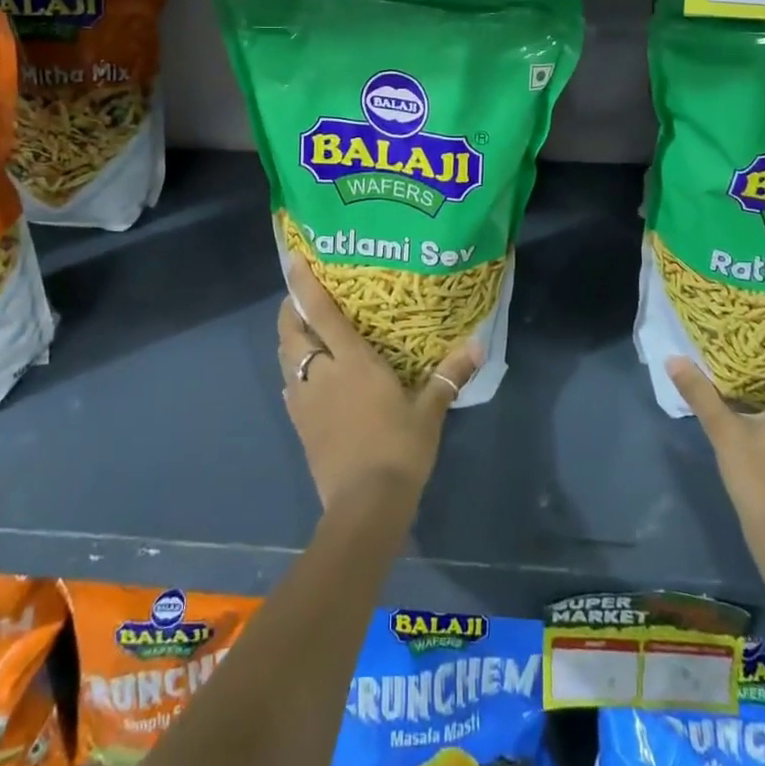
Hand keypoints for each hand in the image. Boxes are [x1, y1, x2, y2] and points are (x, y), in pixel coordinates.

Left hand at [277, 255, 481, 513]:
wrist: (366, 505)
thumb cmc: (399, 448)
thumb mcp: (429, 410)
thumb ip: (449, 375)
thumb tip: (478, 345)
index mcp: (350, 360)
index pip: (319, 311)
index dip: (303, 283)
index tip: (293, 260)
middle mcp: (320, 372)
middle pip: (291, 331)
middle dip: (291, 310)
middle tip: (304, 299)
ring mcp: (305, 400)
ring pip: (285, 358)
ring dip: (290, 340)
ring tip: (307, 333)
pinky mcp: (300, 425)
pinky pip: (290, 387)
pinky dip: (294, 373)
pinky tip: (308, 380)